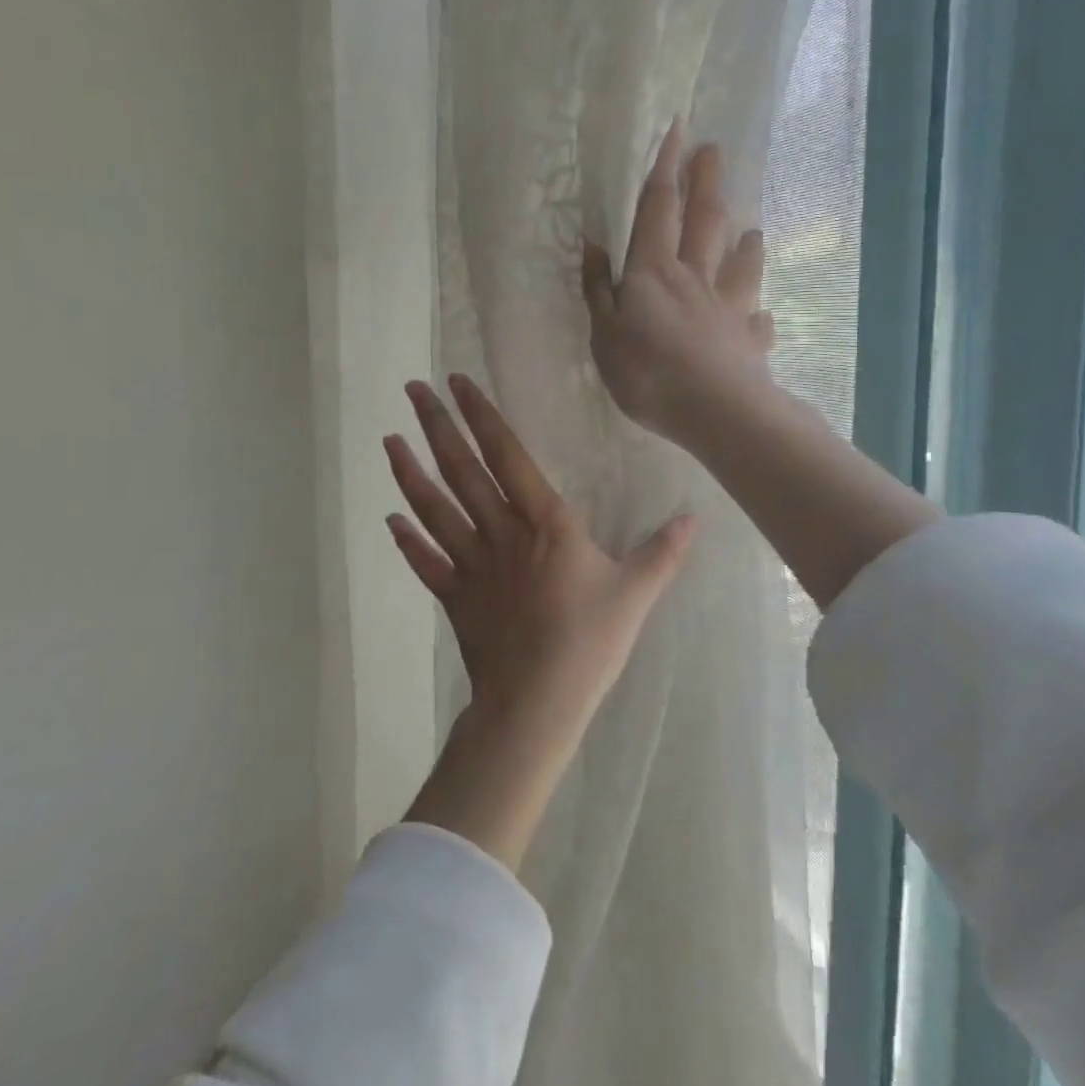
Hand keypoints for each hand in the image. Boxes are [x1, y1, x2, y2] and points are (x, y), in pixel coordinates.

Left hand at [384, 375, 694, 867]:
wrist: (536, 702)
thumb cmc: (589, 642)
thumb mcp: (636, 592)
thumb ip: (663, 551)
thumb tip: (694, 518)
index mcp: (545, 522)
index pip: (507, 455)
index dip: (482, 416)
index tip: (457, 383)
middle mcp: (501, 532)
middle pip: (462, 471)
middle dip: (437, 427)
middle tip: (413, 390)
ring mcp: (472, 564)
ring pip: (435, 509)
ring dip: (410, 472)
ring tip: (389, 440)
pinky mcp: (454, 597)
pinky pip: (426, 561)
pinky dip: (407, 539)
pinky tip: (390, 519)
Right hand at [582, 120, 776, 450]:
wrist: (713, 410)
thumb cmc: (646, 372)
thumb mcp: (603, 334)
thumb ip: (598, 290)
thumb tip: (596, 247)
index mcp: (654, 272)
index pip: (658, 209)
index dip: (665, 169)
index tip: (677, 130)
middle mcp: (696, 279)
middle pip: (704, 222)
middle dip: (707, 184)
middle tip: (714, 151)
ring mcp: (729, 308)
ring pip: (741, 265)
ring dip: (746, 244)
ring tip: (751, 230)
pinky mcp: (750, 341)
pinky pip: (757, 322)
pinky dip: (759, 317)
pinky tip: (762, 318)